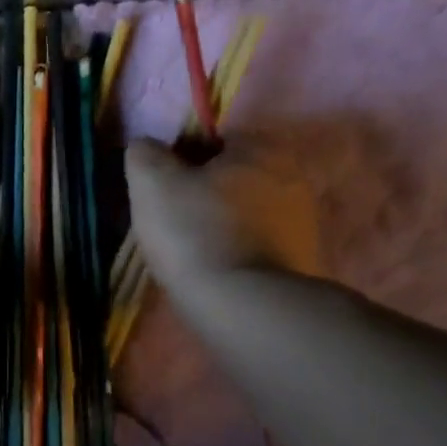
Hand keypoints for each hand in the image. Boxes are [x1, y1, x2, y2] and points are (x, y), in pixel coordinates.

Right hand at [125, 135, 324, 288]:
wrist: (244, 306)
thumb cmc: (195, 233)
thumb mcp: (152, 184)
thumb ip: (144, 154)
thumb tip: (145, 147)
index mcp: (261, 147)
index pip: (212, 139)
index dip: (179, 161)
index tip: (160, 192)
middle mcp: (293, 175)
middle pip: (231, 177)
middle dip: (203, 194)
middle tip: (171, 223)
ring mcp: (303, 221)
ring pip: (245, 213)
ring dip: (219, 225)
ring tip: (190, 254)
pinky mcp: (302, 260)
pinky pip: (257, 246)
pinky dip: (235, 253)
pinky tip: (215, 272)